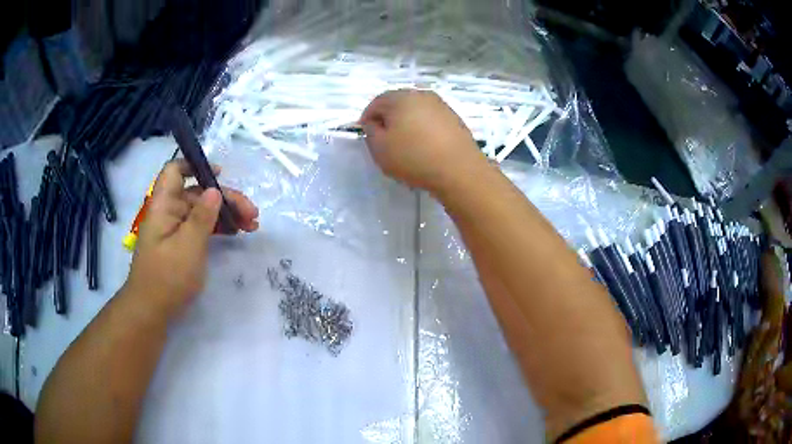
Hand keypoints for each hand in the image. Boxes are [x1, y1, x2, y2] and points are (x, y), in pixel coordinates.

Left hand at [124, 160, 258, 318]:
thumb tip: (214, 190)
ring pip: (202, 211)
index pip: (174, 171)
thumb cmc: (168, 277)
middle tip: (252, 213)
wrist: (152, 311)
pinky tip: (236, 233)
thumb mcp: (188, 246)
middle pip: (197, 193)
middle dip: (225, 198)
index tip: (220, 174)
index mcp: (164, 205)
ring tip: (251, 225)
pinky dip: (218, 227)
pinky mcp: (180, 245)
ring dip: (226, 214)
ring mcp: (175, 230)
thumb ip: (202, 216)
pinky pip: (200, 228)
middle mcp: (169, 212)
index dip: (195, 166)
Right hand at [359, 89, 484, 192]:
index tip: (366, 133)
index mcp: (401, 97)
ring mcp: (441, 105)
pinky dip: (423, 127)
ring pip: (415, 110)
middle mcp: (421, 95)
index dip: (367, 117)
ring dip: (406, 122)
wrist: (459, 170)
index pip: (377, 102)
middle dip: (388, 117)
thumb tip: (374, 123)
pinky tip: (424, 145)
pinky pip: (431, 119)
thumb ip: (370, 132)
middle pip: (397, 102)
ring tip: (405, 143)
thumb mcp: (380, 148)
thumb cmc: (414, 158)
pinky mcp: (454, 118)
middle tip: (384, 138)